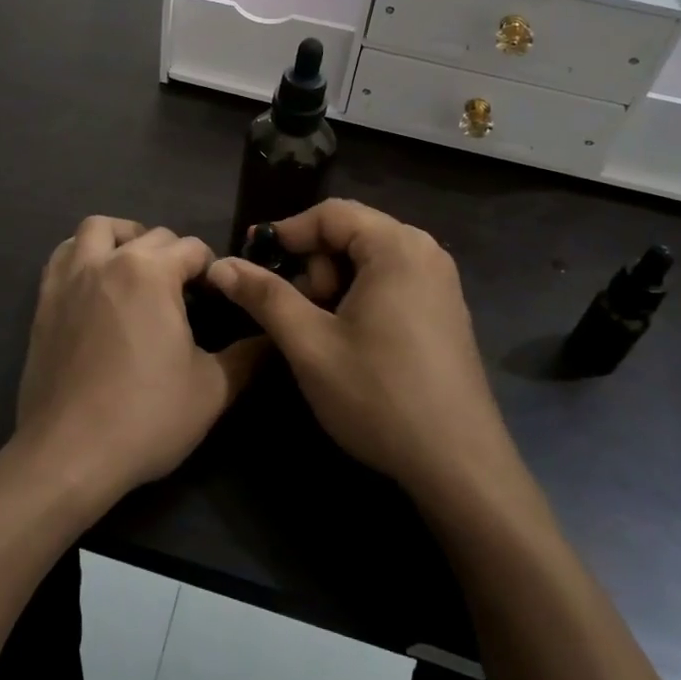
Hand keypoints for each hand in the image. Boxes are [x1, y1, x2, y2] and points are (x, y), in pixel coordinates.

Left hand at [16, 217, 258, 505]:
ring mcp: (71, 277)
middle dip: (174, 254)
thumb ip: (247, 356)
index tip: (217, 300)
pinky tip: (97, 283)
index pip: (193, 248)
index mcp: (151, 272)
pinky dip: (84, 254)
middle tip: (184, 293)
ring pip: (97, 229)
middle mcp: (109, 260)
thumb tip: (273, 338)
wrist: (68, 454)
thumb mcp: (212, 390)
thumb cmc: (146, 416)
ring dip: (123, 237)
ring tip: (137, 268)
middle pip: (151, 235)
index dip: (212, 270)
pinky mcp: (44, 300)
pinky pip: (64, 255)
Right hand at [207, 200, 511, 498]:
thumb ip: (264, 296)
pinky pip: (391, 281)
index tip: (253, 262)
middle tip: (302, 314)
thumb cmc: (379, 396)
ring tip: (325, 334)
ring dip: (335, 285)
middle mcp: (425, 252)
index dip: (286, 232)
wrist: (460, 467)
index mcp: (397, 247)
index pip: (330, 213)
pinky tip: (355, 342)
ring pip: (368, 260)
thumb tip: (220, 265)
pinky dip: (361, 298)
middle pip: (351, 233)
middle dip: (315, 266)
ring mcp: (441, 282)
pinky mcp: (445, 310)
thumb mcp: (310, 344)